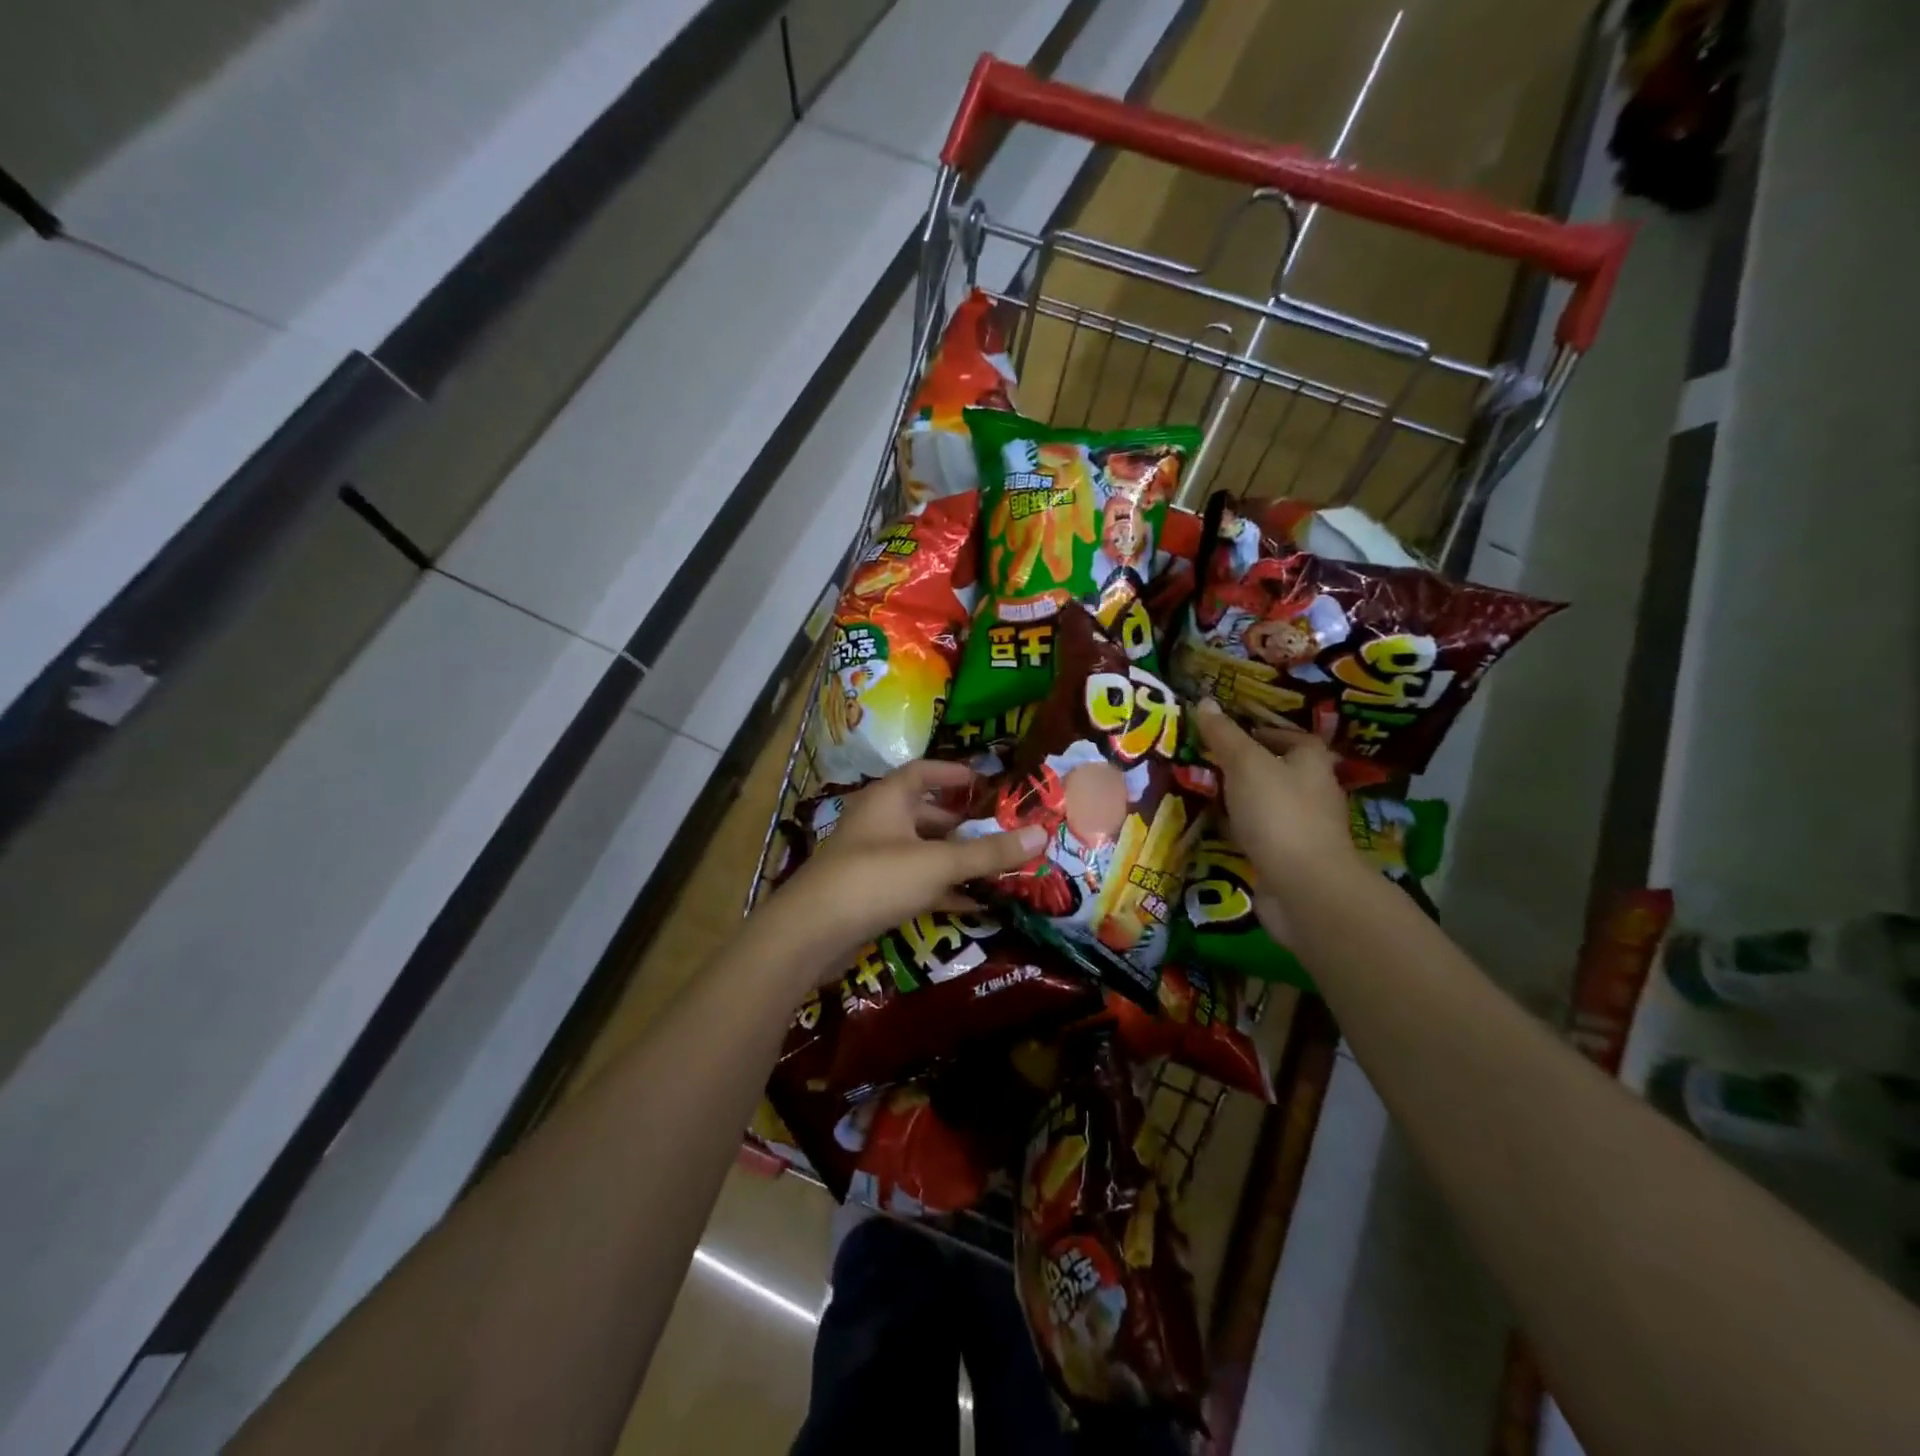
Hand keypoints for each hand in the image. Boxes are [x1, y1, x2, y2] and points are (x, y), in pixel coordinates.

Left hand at [762, 761, 1045, 978]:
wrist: (812, 933)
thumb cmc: (876, 879)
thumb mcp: (939, 863)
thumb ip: (989, 852)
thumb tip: (1041, 834)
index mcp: (889, 798)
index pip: (924, 771)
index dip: (954, 773)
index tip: (985, 782)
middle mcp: (878, 821)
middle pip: (924, 813)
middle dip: (961, 822)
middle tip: (998, 830)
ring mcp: (871, 858)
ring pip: (920, 850)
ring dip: (953, 858)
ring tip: (994, 867)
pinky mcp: (869, 892)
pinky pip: (913, 882)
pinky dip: (940, 888)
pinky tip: (972, 903)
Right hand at [1192, 699, 1363, 913]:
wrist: (1304, 887)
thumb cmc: (1279, 813)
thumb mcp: (1245, 764)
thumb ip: (1224, 735)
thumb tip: (1204, 701)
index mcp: (1310, 760)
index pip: (1282, 734)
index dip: (1252, 730)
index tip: (1217, 733)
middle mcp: (1311, 789)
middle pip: (1270, 768)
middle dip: (1236, 766)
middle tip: (1197, 761)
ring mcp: (1300, 826)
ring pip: (1260, 802)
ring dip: (1233, 799)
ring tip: (1196, 791)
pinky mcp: (1286, 856)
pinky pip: (1256, 833)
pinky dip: (1235, 828)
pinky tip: (1210, 827)